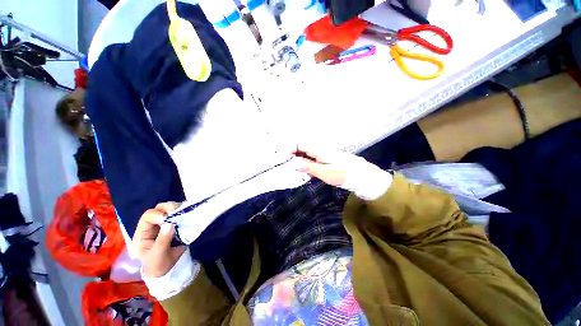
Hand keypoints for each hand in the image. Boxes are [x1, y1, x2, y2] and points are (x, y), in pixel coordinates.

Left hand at [133, 202, 186, 277]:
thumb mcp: (157, 255)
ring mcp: (166, 222)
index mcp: (143, 232)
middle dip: (169, 207)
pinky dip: (185, 212)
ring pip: (171, 208)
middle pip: (159, 208)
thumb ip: (162, 240)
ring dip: (178, 208)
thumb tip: (170, 224)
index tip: (167, 218)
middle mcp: (154, 224)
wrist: (168, 268)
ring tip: (185, 213)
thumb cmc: (157, 264)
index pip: (147, 217)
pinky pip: (181, 213)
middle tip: (178, 211)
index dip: (156, 215)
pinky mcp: (177, 223)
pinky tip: (189, 214)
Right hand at [291, 144, 392, 199]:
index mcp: (318, 148)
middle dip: (289, 154)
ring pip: (303, 152)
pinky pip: (308, 158)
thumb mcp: (325, 172)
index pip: (298, 143)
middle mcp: (318, 148)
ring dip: (295, 159)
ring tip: (291, 169)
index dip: (288, 149)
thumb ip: (308, 167)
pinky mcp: (321, 158)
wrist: (360, 175)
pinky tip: (302, 171)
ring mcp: (320, 152)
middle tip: (284, 166)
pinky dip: (302, 163)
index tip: (281, 159)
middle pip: (299, 146)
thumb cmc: (343, 174)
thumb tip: (291, 162)